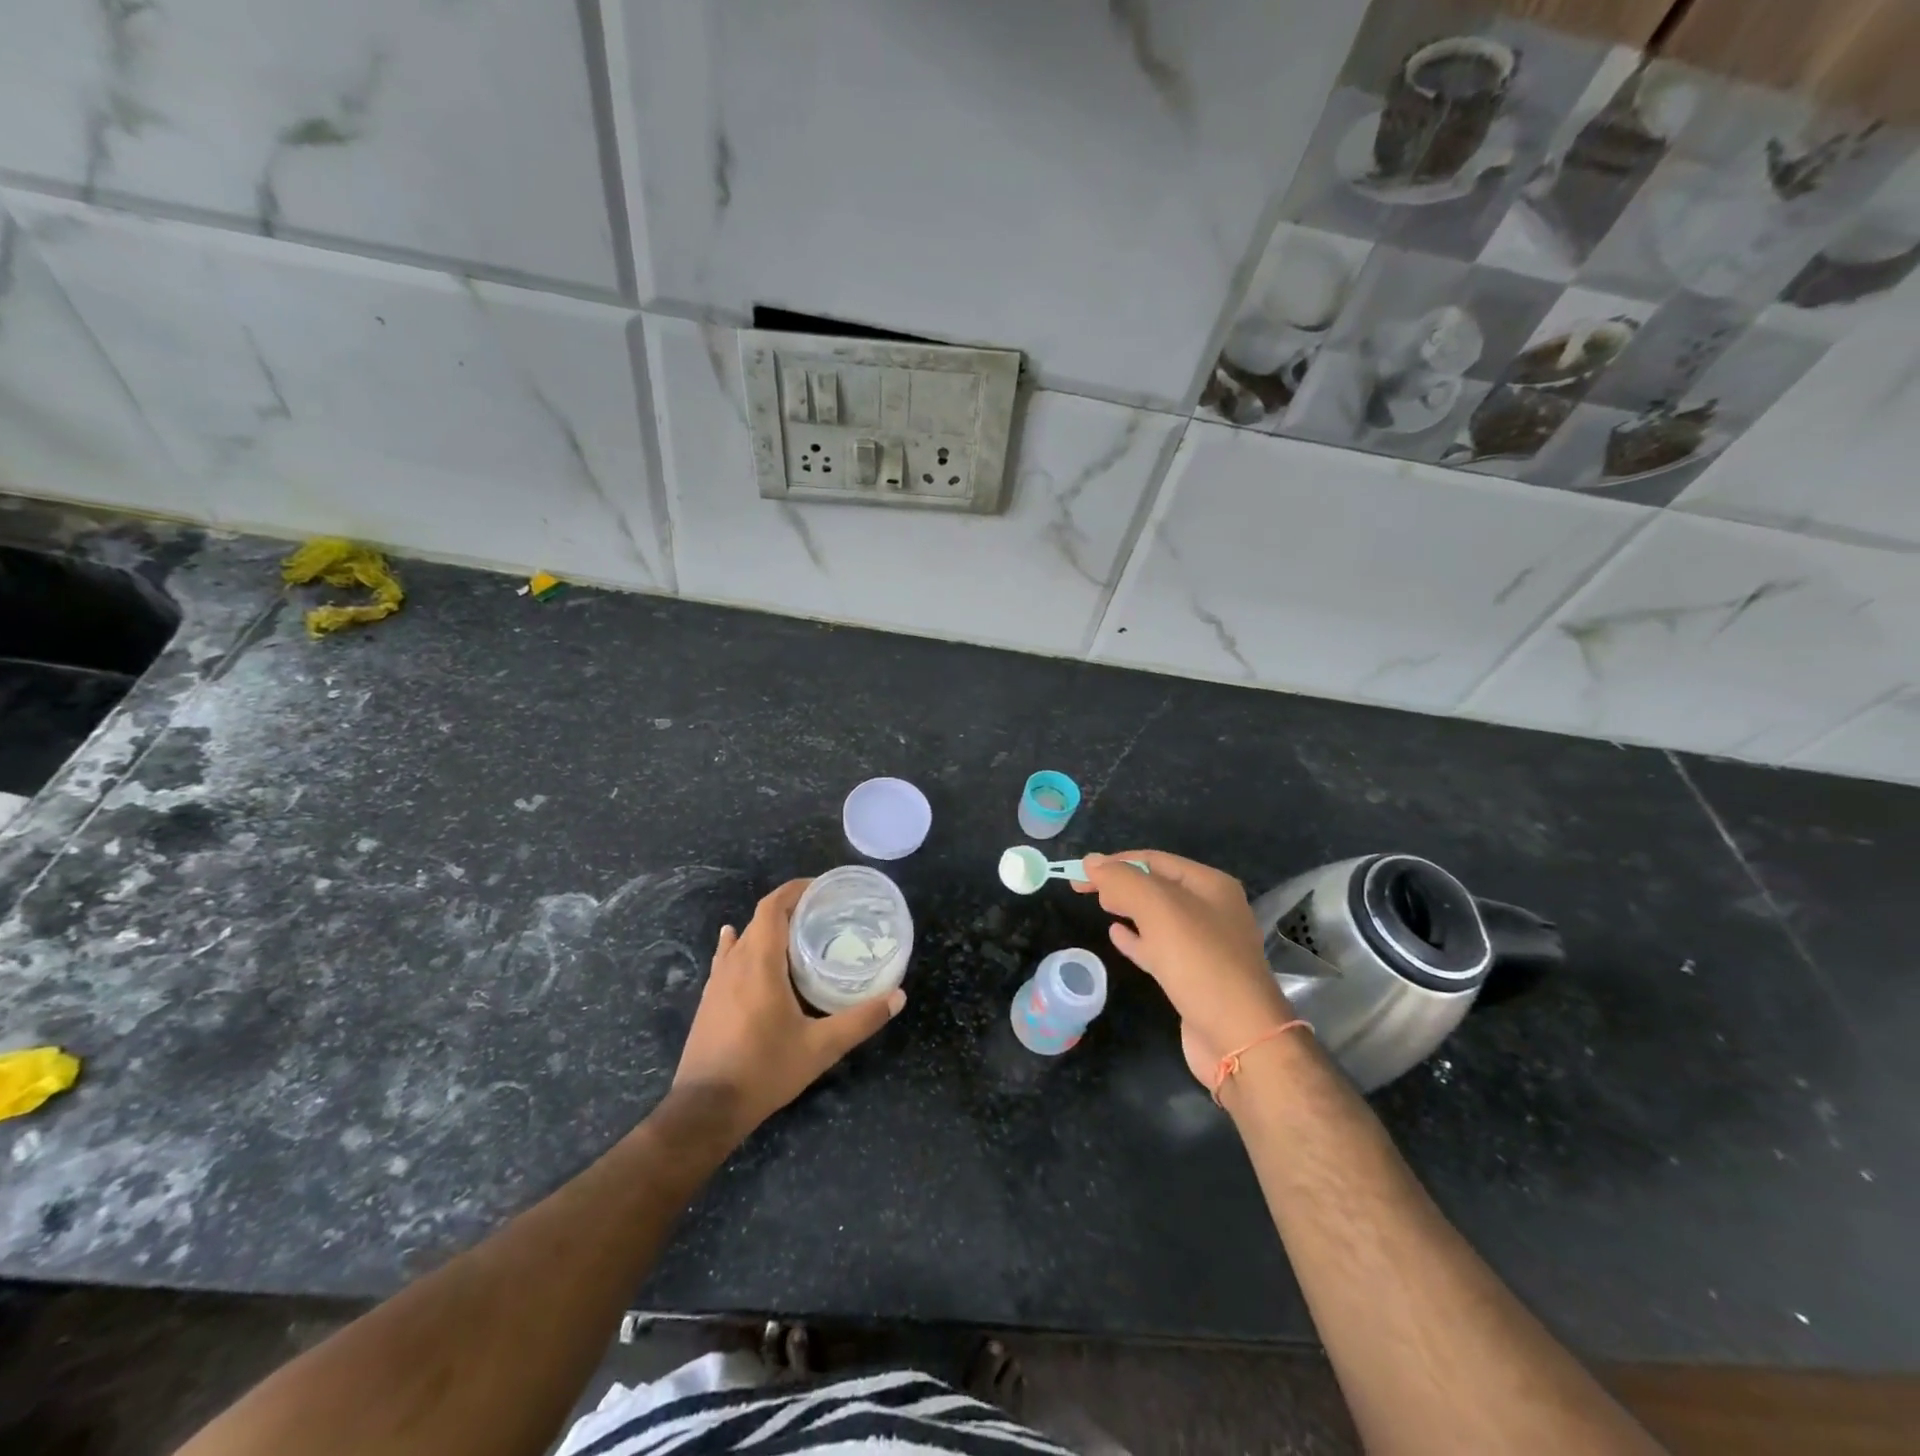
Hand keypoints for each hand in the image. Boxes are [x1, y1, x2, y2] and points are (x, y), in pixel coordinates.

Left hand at [672, 878, 903, 1139]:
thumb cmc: (764, 1070)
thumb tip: (898, 997)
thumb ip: (861, 1020)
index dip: (795, 890)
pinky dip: (740, 944)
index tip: (822, 888)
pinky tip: (739, 944)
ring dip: (768, 928)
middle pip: (760, 919)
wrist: (706, 1109)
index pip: (772, 907)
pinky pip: (727, 958)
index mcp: (760, 963)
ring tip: (798, 932)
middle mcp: (735, 963)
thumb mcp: (821, 1047)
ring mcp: (717, 981)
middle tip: (823, 913)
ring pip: (743, 938)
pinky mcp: (709, 1000)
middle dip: (790, 908)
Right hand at [1076, 851, 1294, 1084]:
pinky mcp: (1195, 976)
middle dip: (1122, 883)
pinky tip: (1116, 935)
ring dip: (1128, 908)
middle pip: (1157, 886)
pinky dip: (1136, 938)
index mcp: (1211, 886)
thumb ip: (1123, 880)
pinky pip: (1159, 947)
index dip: (1116, 862)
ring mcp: (1206, 946)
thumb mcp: (1159, 910)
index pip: (1155, 860)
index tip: (1081, 872)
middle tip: (1085, 888)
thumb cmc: (1200, 963)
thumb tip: (1091, 862)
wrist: (1239, 1038)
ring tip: (1100, 904)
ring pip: (1157, 917)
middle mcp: (1212, 910)